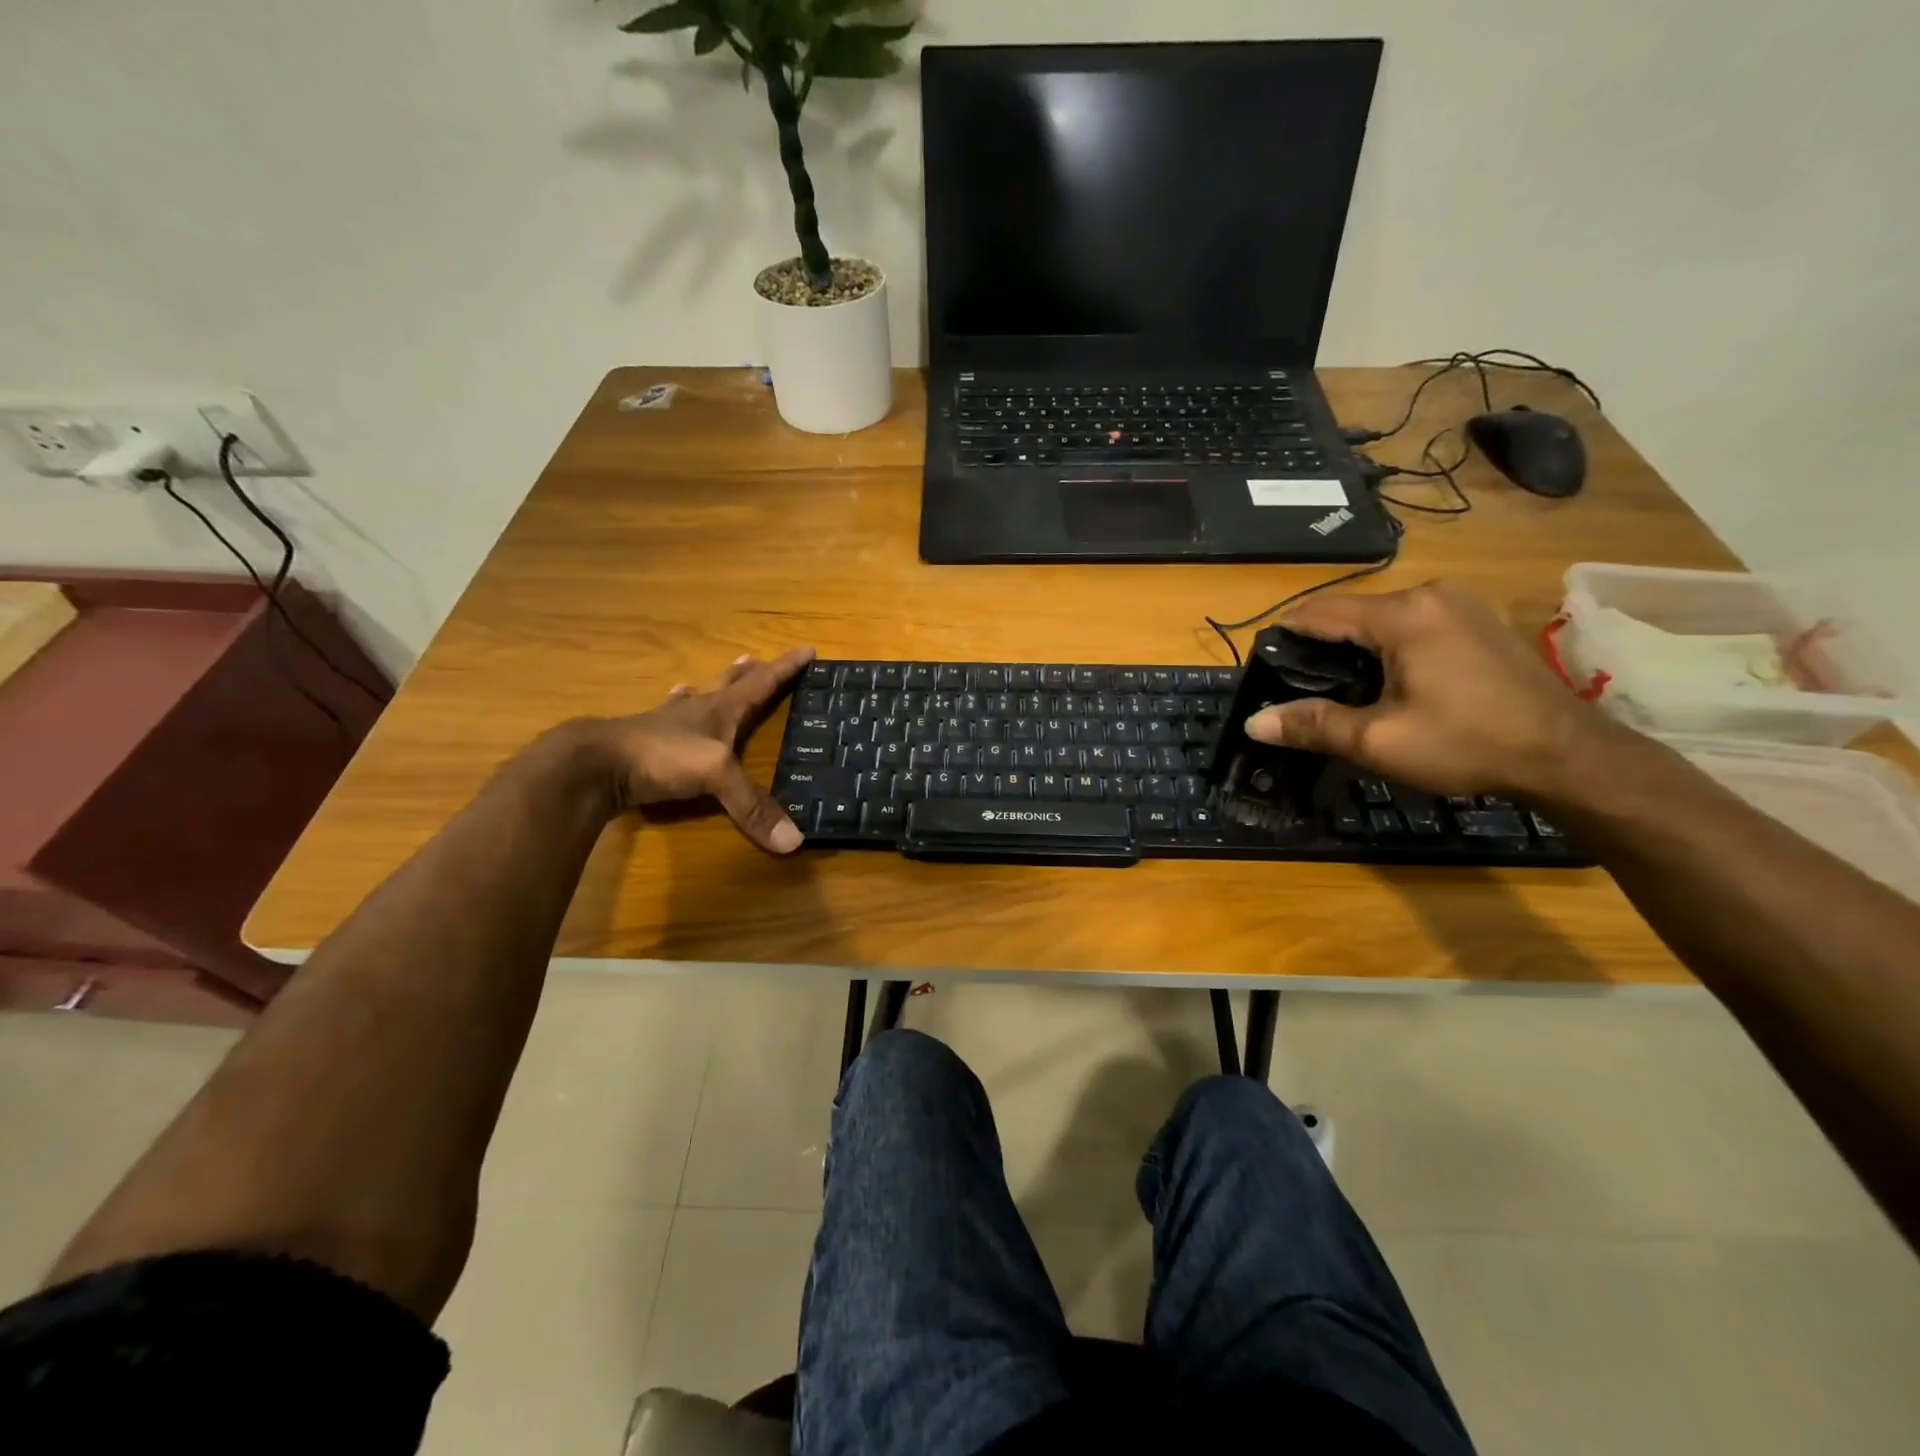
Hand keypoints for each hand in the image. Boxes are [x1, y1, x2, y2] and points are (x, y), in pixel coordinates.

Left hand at [579, 647, 815, 852]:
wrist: (594, 765)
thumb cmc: (662, 757)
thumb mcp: (716, 778)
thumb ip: (752, 806)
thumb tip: (794, 842)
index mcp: (720, 711)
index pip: (761, 685)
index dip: (785, 668)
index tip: (807, 650)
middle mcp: (696, 712)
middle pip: (729, 686)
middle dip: (749, 674)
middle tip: (758, 659)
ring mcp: (667, 725)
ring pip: (696, 698)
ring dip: (712, 686)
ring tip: (722, 674)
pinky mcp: (644, 742)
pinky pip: (667, 718)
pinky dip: (675, 707)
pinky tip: (670, 700)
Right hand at [1243, 582, 1622, 799]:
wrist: (1568, 755)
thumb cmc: (1466, 743)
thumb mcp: (1378, 740)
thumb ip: (1312, 725)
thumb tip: (1253, 723)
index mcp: (1402, 615)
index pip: (1320, 611)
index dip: (1284, 634)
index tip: (1261, 662)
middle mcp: (1429, 596)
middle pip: (1351, 612)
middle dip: (1319, 644)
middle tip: (1295, 684)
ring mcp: (1459, 605)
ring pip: (1382, 618)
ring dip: (1353, 646)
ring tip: (1333, 686)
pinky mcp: (1479, 622)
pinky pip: (1413, 624)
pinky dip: (1386, 646)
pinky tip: (1384, 680)